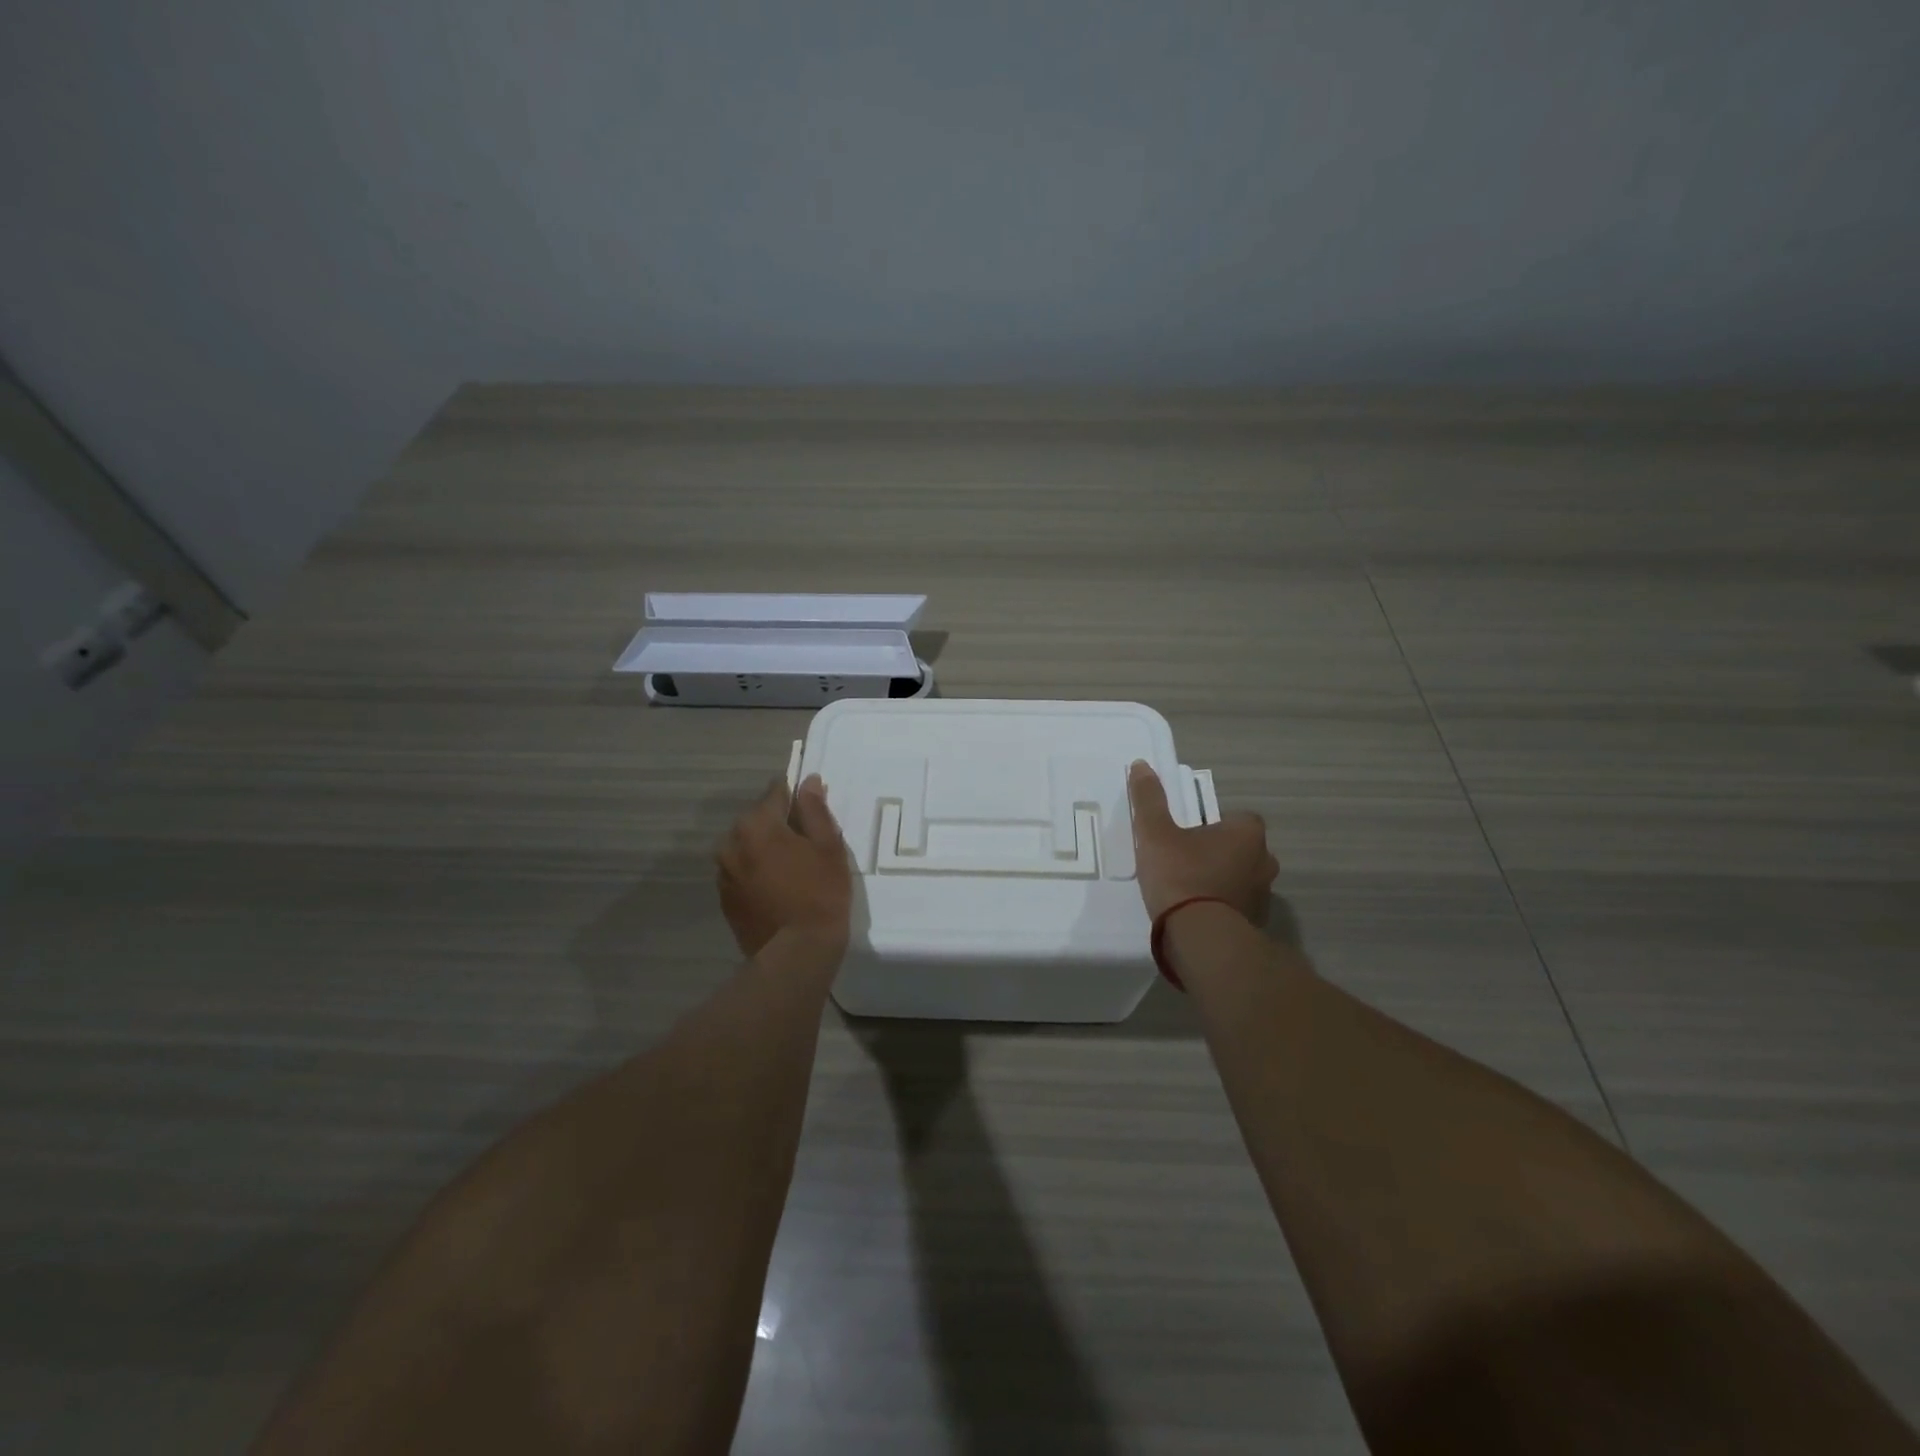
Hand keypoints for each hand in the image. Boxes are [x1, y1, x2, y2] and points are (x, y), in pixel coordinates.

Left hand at [716, 774, 853, 957]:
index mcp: (756, 824)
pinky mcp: (724, 898)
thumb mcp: (828, 847)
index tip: (811, 808)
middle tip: (807, 843)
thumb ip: (815, 810)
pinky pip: (742, 870)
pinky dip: (757, 871)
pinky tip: (778, 887)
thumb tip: (808, 782)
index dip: (796, 797)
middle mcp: (731, 842)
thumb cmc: (820, 894)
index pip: (775, 793)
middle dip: (779, 824)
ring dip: (765, 848)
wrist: (795, 953)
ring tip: (792, 867)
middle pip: (758, 819)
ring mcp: (724, 872)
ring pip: (747, 846)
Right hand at [1127, 760, 1277, 925]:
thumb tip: (1141, 765)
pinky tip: (1197, 915)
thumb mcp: (1155, 833)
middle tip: (1188, 860)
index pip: (1240, 819)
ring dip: (1223, 881)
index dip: (1215, 824)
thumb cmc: (1180, 875)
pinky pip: (1238, 907)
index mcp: (1247, 834)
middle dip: (1221, 853)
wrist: (1200, 937)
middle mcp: (1264, 861)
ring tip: (1190, 890)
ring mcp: (1263, 895)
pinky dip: (1223, 908)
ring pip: (1242, 879)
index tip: (1191, 834)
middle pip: (1243, 849)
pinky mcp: (1256, 924)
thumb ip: (1149, 799)